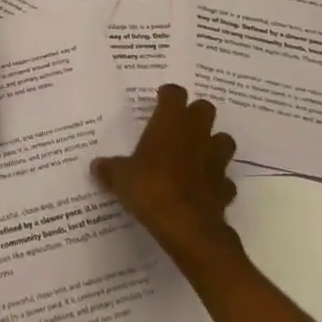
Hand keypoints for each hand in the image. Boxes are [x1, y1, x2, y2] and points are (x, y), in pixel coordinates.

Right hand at [92, 84, 243, 265]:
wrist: (188, 228)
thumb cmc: (150, 189)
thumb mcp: (120, 178)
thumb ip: (109, 169)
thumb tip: (96, 166)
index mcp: (170, 122)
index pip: (174, 93)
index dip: (168, 96)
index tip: (159, 102)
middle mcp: (196, 134)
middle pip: (205, 109)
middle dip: (195, 115)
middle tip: (178, 127)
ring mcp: (215, 161)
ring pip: (223, 141)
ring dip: (213, 144)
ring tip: (196, 154)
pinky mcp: (225, 188)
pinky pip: (225, 180)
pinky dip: (217, 182)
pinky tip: (203, 189)